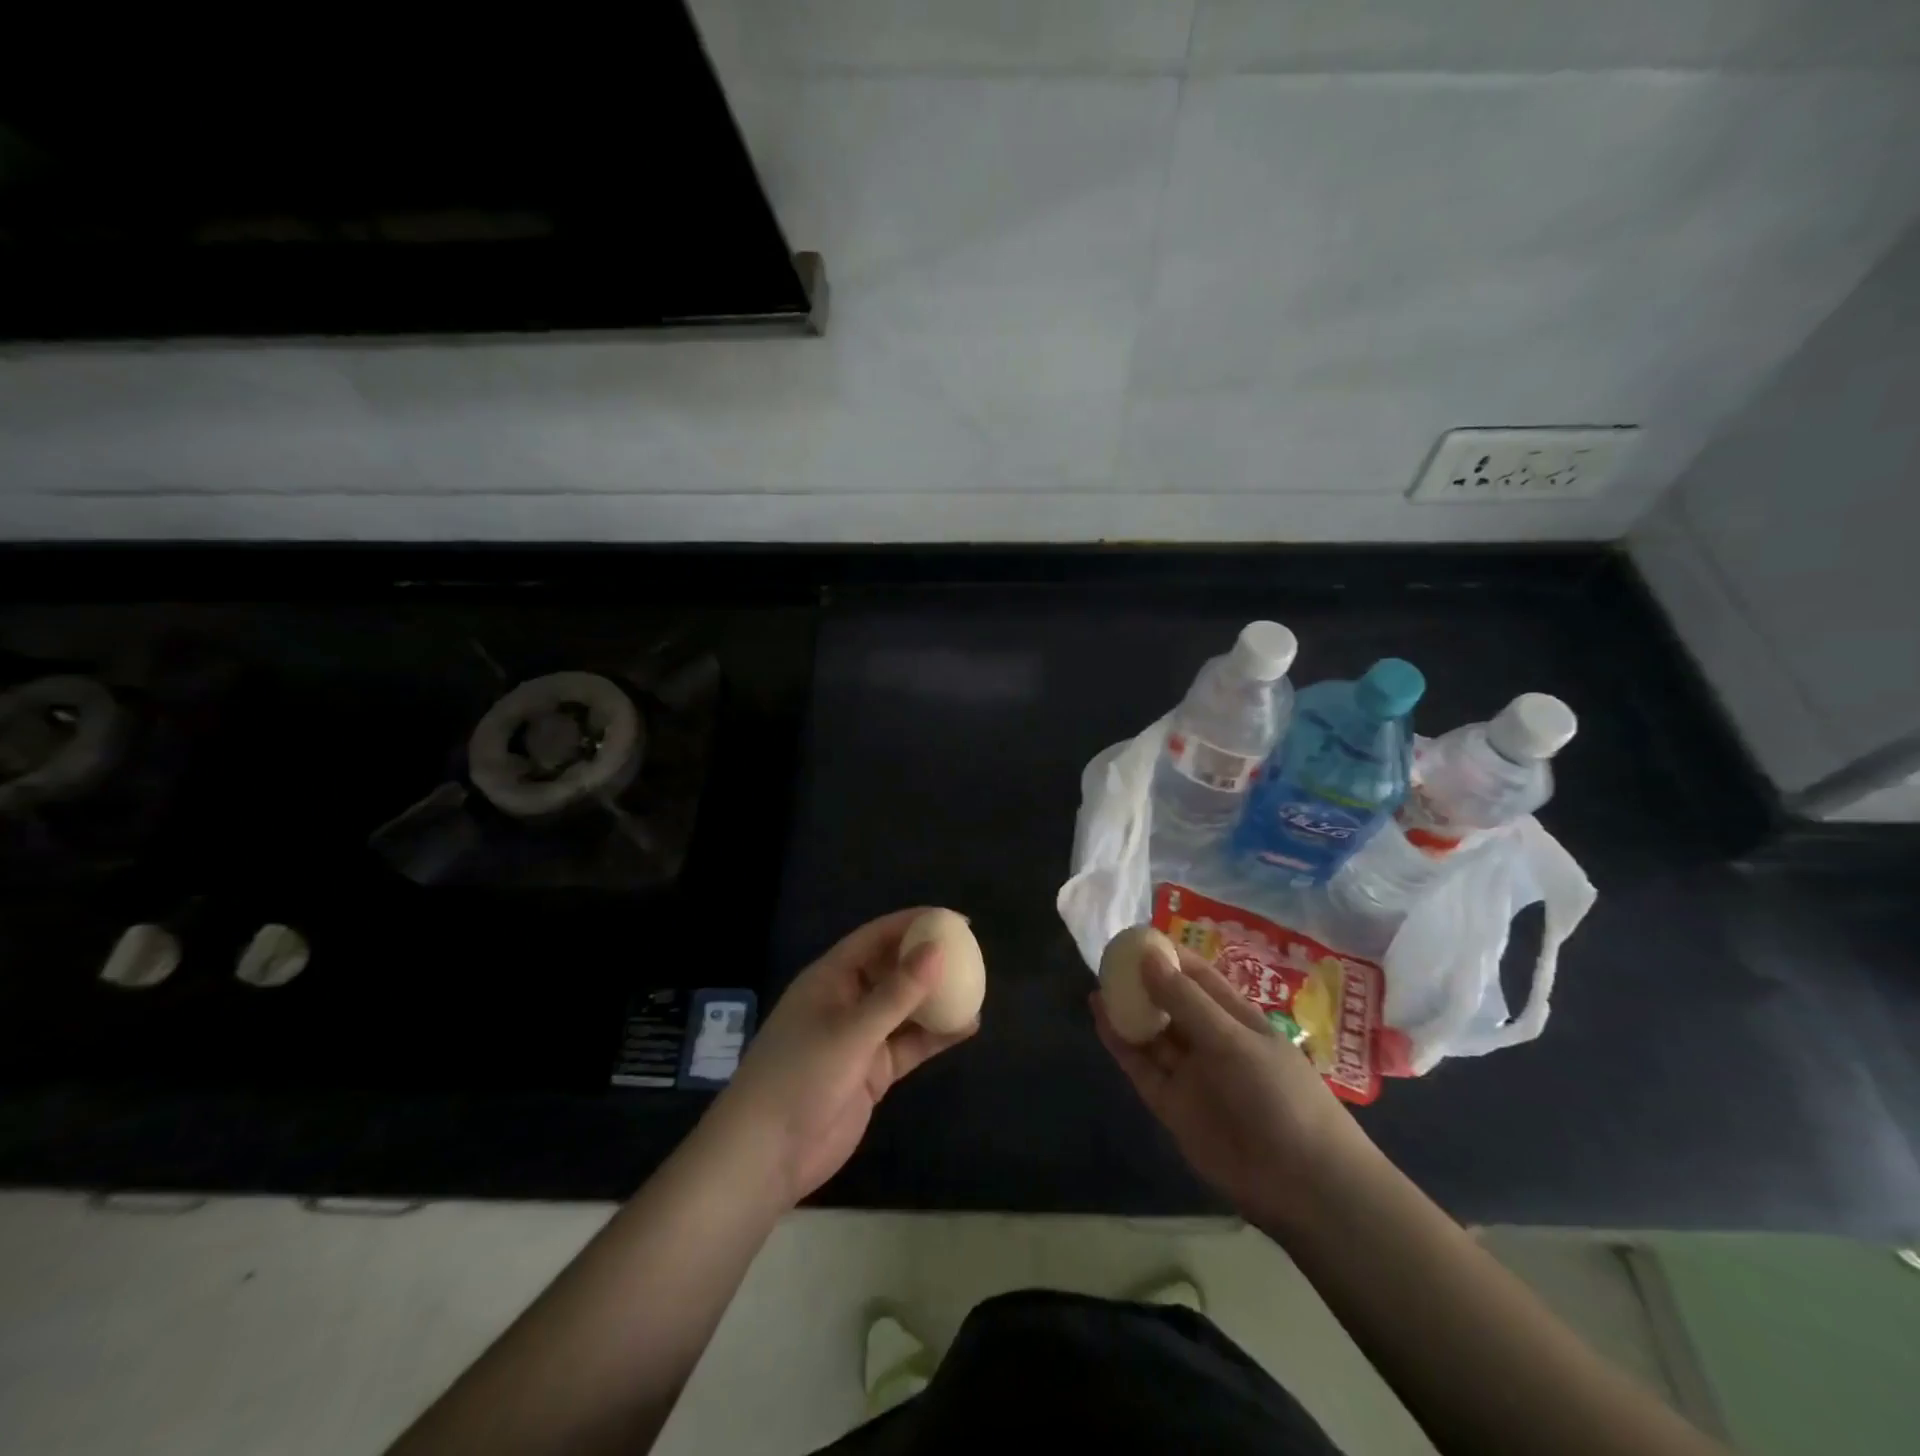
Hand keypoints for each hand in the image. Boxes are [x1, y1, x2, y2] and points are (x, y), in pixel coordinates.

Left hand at [710, 909, 976, 1206]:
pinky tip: (967, 1028)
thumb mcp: (851, 1031)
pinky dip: (935, 1036)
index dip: (914, 923)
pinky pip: (910, 1044)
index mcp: (831, 978)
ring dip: (936, 1000)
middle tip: (972, 954)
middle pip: (893, 969)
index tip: (955, 920)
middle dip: (929, 960)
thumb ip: (896, 993)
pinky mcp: (872, 1071)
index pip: (877, 937)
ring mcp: (860, 1037)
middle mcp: (847, 1000)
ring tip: (977, 990)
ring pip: (906, 1008)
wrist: (767, 1155)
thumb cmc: (800, 1077)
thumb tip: (938, 950)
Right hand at [1093, 948, 1365, 1232]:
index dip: (1169, 956)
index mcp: (1237, 1018)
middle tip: (1107, 959)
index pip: (1198, 976)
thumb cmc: (1279, 1096)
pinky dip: (1121, 1044)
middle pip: (1171, 1004)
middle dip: (1142, 982)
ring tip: (1097, 984)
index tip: (1135, 937)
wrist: (1302, 1185)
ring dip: (1128, 1011)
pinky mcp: (1173, 1106)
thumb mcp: (1233, 1040)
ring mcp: (1192, 1075)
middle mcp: (1211, 1042)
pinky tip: (1101, 1018)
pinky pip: (1142, 1067)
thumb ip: (1186, 1001)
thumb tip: (1148, 956)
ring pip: (1153, 1035)